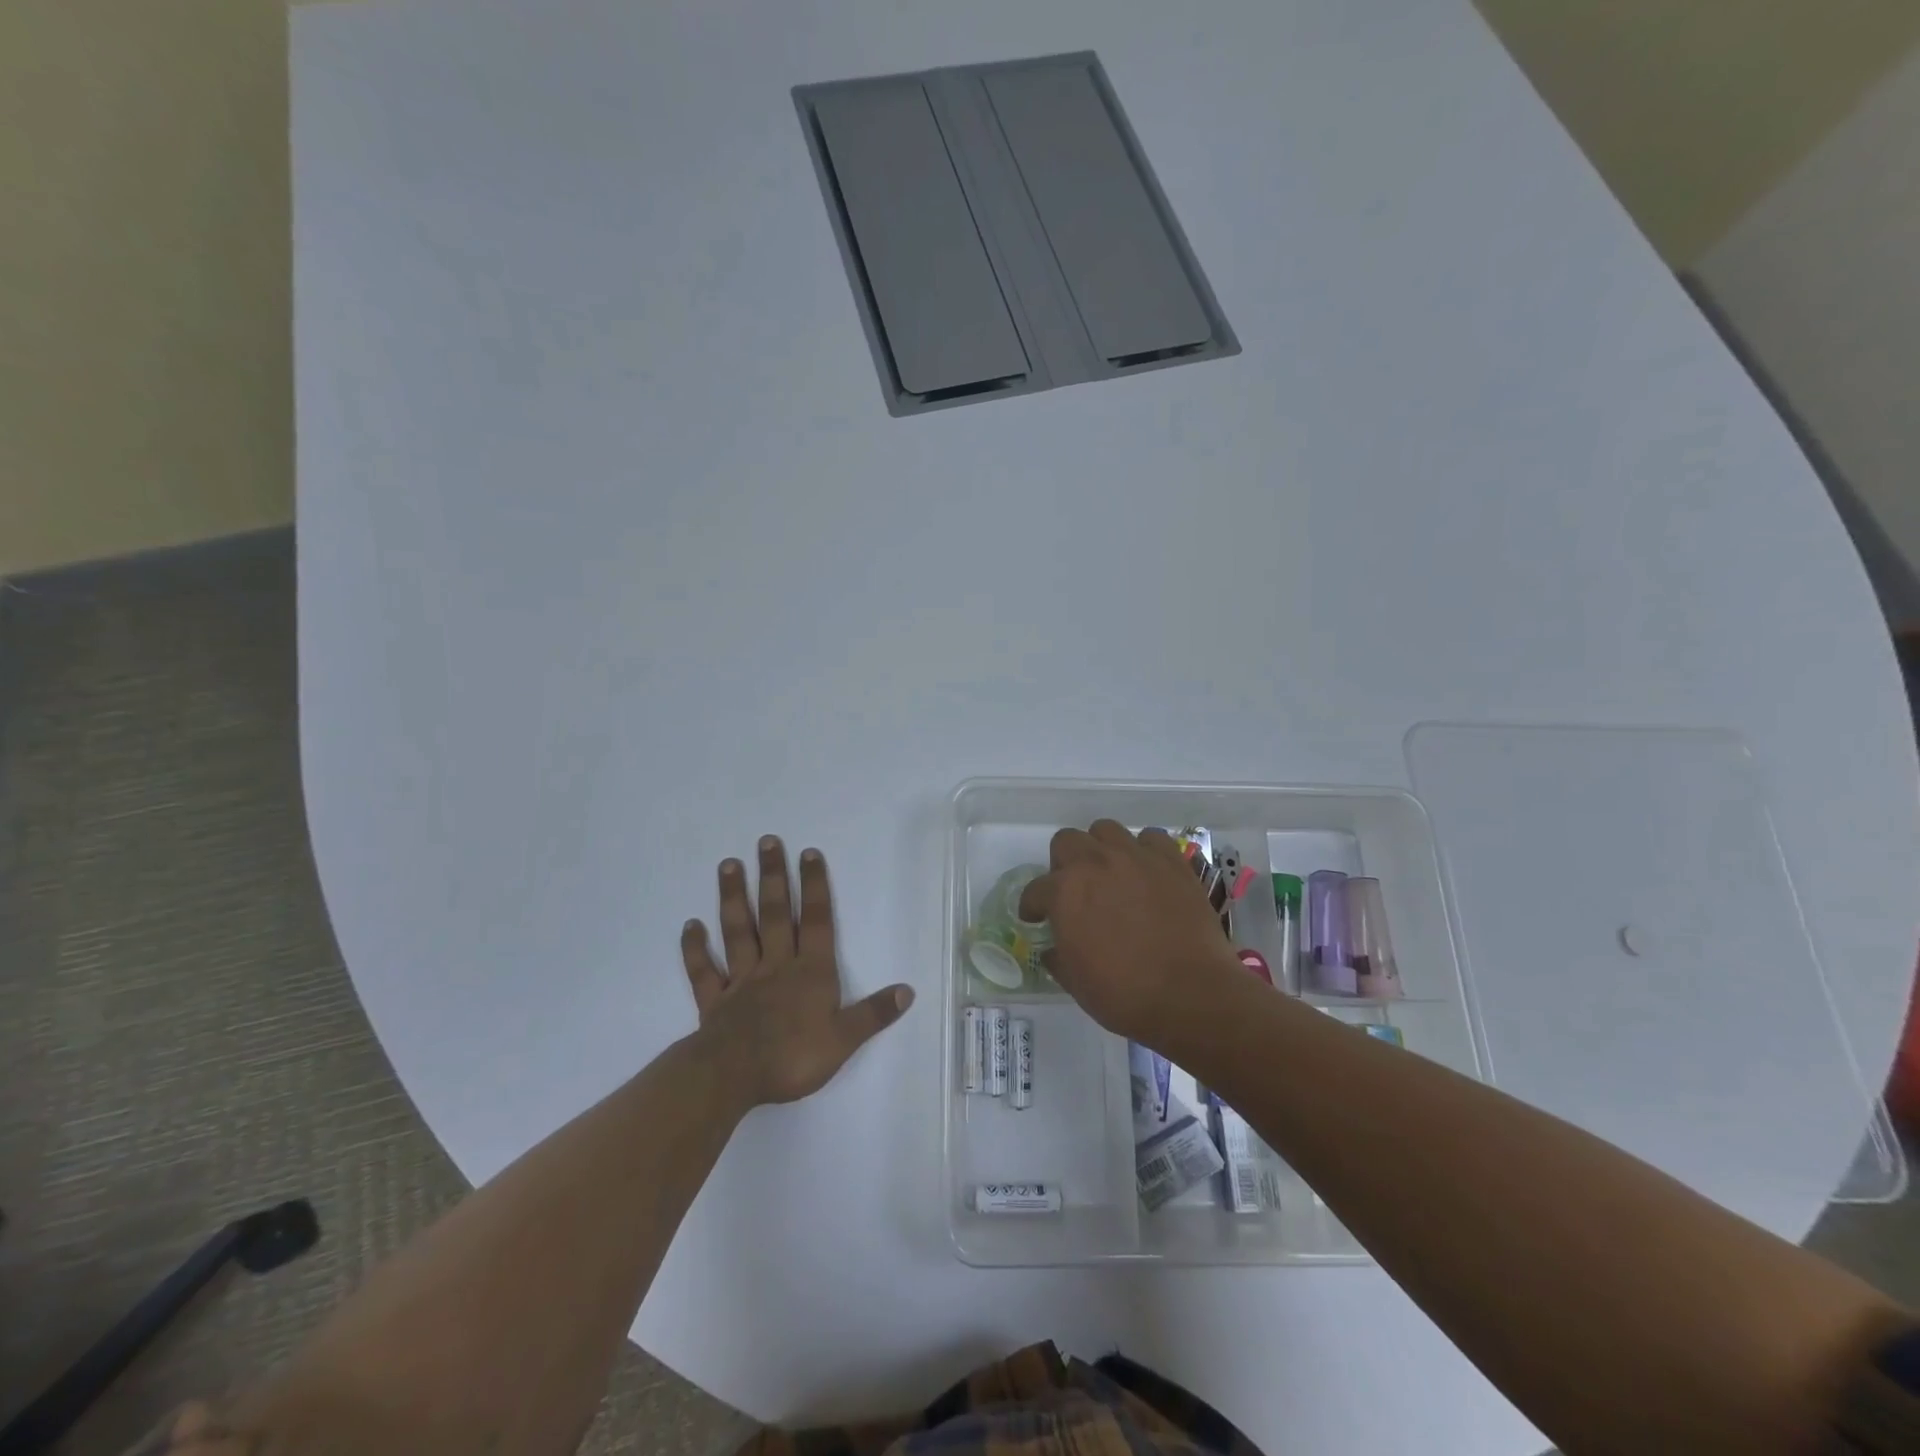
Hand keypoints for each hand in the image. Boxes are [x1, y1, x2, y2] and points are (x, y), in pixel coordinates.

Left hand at [681, 837, 913, 1107]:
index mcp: (810, 972)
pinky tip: (690, 925)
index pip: (816, 921)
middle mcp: (776, 966)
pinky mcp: (714, 1001)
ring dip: (733, 898)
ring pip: (738, 931)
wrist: (734, 1077)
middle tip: (766, 841)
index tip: (808, 853)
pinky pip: (704, 971)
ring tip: (728, 865)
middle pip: (775, 914)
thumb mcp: (844, 1039)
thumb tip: (907, 990)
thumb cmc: (793, 1057)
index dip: (814, 886)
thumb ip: (873, 1013)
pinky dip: (696, 948)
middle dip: (772, 876)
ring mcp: (742, 981)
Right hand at [1019, 820, 1240, 1042]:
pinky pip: (1151, 839)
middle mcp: (1095, 863)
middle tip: (1073, 891)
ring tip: (1109, 874)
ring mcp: (1136, 857)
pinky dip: (1144, 851)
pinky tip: (1146, 872)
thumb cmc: (1125, 994)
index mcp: (1064, 892)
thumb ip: (1059, 958)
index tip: (1035, 918)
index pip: (1035, 890)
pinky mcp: (1171, 862)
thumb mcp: (1076, 983)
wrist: (1192, 994)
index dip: (1032, 906)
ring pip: (1106, 830)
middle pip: (1066, 841)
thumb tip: (1053, 950)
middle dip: (1063, 864)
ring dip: (1100, 848)